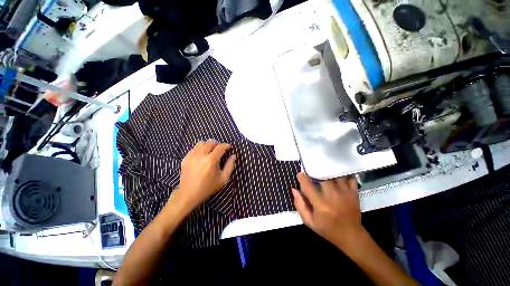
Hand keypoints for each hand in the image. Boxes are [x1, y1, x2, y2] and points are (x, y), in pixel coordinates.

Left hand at [170, 141, 236, 213]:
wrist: (189, 194)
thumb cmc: (208, 187)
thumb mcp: (223, 179)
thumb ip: (230, 165)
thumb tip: (233, 155)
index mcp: (211, 161)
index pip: (220, 147)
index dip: (226, 145)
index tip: (229, 147)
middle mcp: (201, 155)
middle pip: (211, 142)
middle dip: (218, 144)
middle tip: (221, 149)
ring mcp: (192, 156)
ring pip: (202, 143)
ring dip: (209, 144)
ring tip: (212, 150)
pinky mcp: (186, 158)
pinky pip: (195, 148)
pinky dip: (201, 148)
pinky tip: (203, 155)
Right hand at [292, 172, 363, 250]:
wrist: (351, 236)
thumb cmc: (327, 229)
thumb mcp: (309, 221)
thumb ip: (300, 205)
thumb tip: (294, 189)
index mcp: (320, 205)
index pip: (308, 186)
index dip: (302, 178)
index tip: (300, 174)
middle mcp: (332, 197)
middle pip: (323, 177)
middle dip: (316, 172)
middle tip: (312, 170)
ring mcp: (345, 194)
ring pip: (336, 175)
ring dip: (329, 172)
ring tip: (324, 170)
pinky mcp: (353, 193)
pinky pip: (350, 178)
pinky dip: (344, 174)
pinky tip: (338, 173)